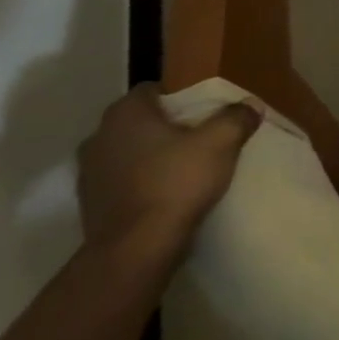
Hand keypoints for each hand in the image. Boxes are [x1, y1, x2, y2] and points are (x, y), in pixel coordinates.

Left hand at [76, 84, 261, 265]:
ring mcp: (88, 171)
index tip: (204, 114)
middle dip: (167, 127)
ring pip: (129, 151)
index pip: (153, 89)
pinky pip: (121, 181)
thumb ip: (236, 118)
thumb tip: (250, 105)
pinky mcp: (89, 203)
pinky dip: (140, 183)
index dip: (181, 97)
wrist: (135, 250)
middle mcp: (99, 135)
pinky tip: (164, 196)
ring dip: (150, 156)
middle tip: (199, 140)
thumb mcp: (221, 144)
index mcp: (125, 113)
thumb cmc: (176, 184)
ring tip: (183, 170)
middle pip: (141, 121)